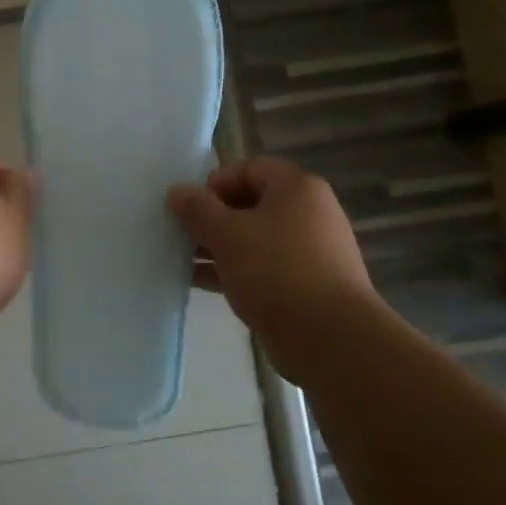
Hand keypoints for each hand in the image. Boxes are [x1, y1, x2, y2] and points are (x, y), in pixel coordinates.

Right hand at [166, 157, 374, 339]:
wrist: (328, 336)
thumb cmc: (276, 271)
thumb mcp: (227, 234)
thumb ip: (198, 209)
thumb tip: (177, 191)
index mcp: (297, 189)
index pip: (250, 168)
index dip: (216, 182)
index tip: (191, 207)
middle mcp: (308, 213)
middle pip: (251, 203)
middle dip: (212, 217)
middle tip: (182, 234)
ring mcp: (308, 251)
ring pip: (254, 238)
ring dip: (218, 246)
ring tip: (182, 260)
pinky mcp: (304, 284)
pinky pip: (261, 267)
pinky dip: (233, 270)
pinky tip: (200, 283)